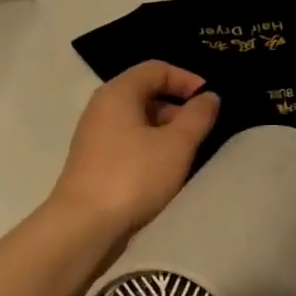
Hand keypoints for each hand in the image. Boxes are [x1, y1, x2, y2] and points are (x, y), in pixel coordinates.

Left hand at [50, 61, 219, 237]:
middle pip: (147, 93)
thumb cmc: (134, 176)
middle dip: (179, 107)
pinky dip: (153, 149)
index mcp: (118, 93)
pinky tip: (169, 171)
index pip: (157, 69)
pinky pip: (131, 144)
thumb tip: (209, 97)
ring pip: (140, 122)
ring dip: (168, 131)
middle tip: (205, 129)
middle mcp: (103, 108)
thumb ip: (198, 116)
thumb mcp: (177, 144)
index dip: (187, 79)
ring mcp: (96, 137)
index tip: (211, 100)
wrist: (84, 226)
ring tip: (192, 152)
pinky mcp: (97, 163)